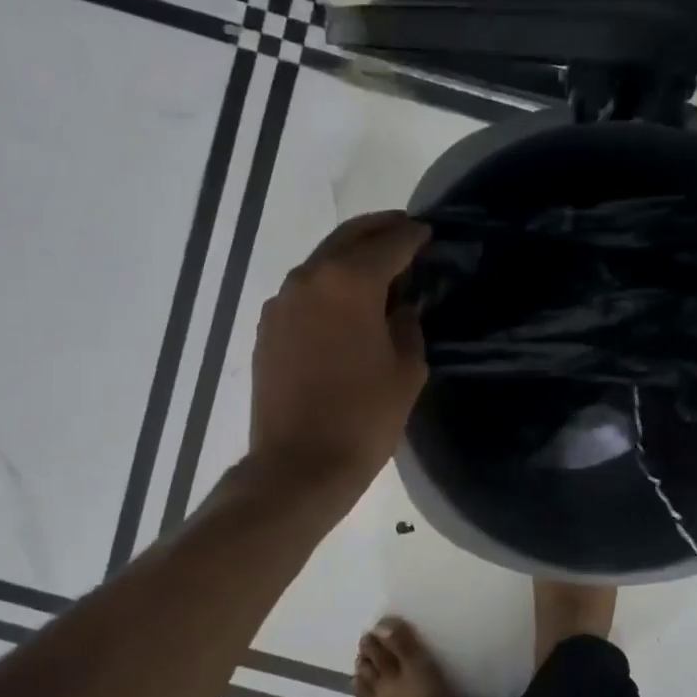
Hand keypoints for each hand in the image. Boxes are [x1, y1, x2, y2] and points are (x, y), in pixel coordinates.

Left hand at [249, 212, 431, 501]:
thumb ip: (408, 326)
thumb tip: (400, 308)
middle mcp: (309, 279)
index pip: (389, 243)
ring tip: (378, 270)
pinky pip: (304, 292)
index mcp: (349, 282)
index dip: (412, 235)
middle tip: (404, 232)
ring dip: (350, 258)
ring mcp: (282, 303)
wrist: (299, 465)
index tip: (428, 232)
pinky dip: (328, 286)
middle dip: (378, 231)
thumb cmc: (364, 417)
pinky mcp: (267, 329)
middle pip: (348, 239)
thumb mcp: (406, 370)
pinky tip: (345, 305)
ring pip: (322, 263)